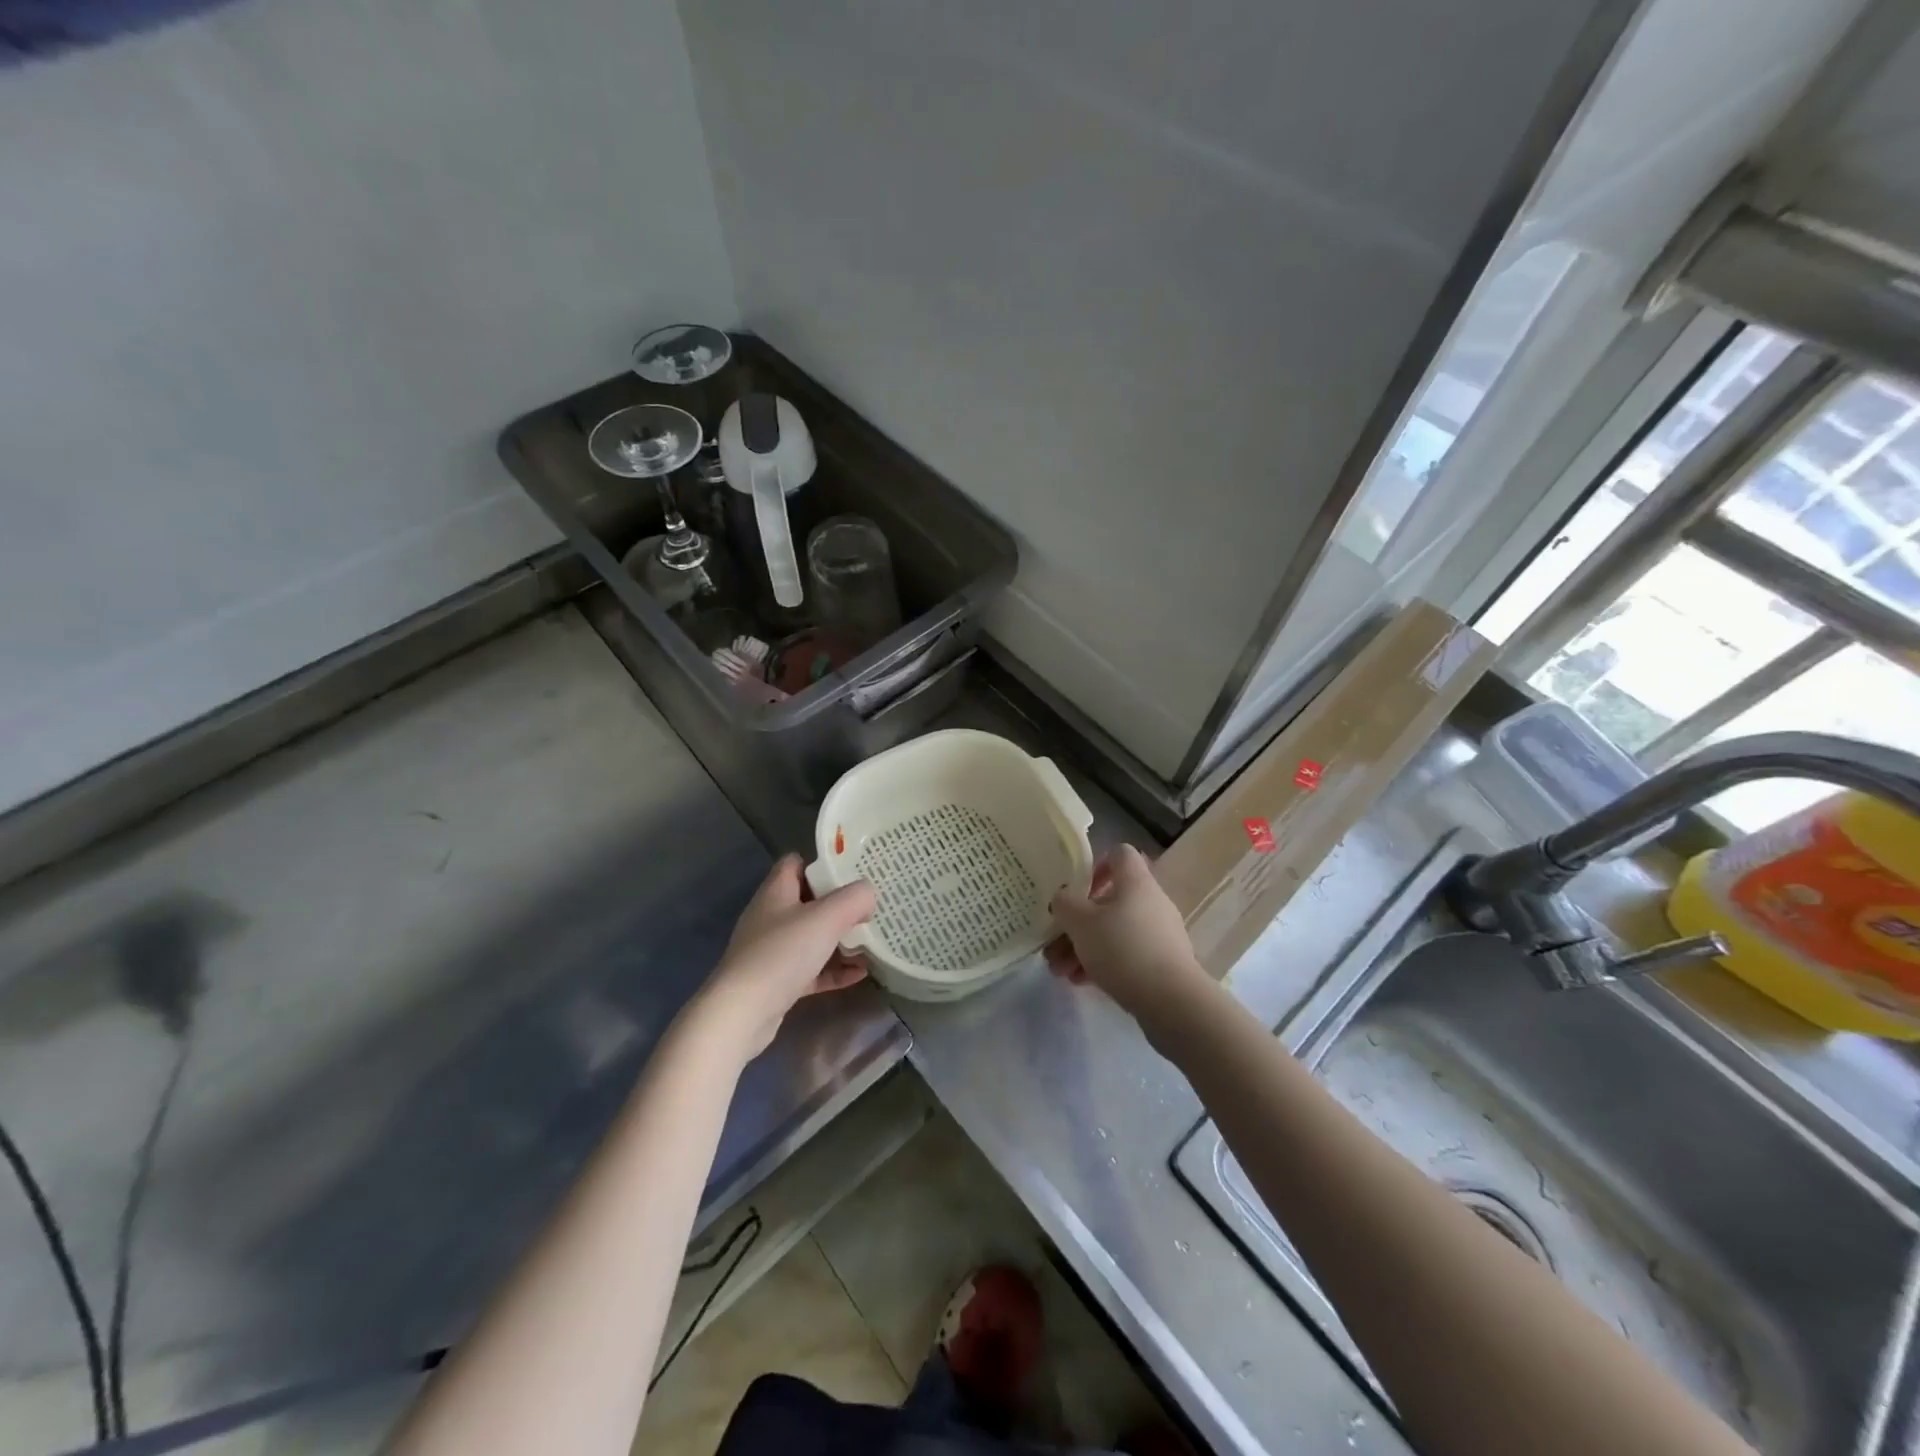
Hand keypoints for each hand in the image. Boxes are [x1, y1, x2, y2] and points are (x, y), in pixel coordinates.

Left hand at [693, 856, 874, 1057]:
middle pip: (809, 900)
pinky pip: (812, 969)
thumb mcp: (826, 917)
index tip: (854, 869)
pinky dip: (834, 969)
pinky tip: (861, 973)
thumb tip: (868, 895)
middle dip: (840, 904)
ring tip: (872, 941)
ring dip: (840, 939)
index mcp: (776, 892)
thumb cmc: (782, 953)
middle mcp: (771, 917)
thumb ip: (854, 899)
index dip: (823, 863)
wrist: (742, 1014)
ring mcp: (772, 951)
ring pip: (812, 937)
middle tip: (870, 906)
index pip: (796, 863)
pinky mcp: (777, 982)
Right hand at [1045, 844, 1210, 1031]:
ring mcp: (1158, 933)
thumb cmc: (1122, 949)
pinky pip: (1125, 954)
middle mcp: (1150, 901)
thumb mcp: (1081, 922)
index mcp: (1135, 882)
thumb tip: (1063, 897)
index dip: (1095, 865)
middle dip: (1077, 922)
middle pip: (1108, 900)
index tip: (1075, 889)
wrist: (1172, 1001)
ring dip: (1083, 947)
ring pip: (1113, 931)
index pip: (1118, 854)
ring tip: (1059, 970)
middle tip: (1053, 943)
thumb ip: (1065, 903)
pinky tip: (1080, 981)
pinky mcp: (1161, 962)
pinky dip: (1102, 963)